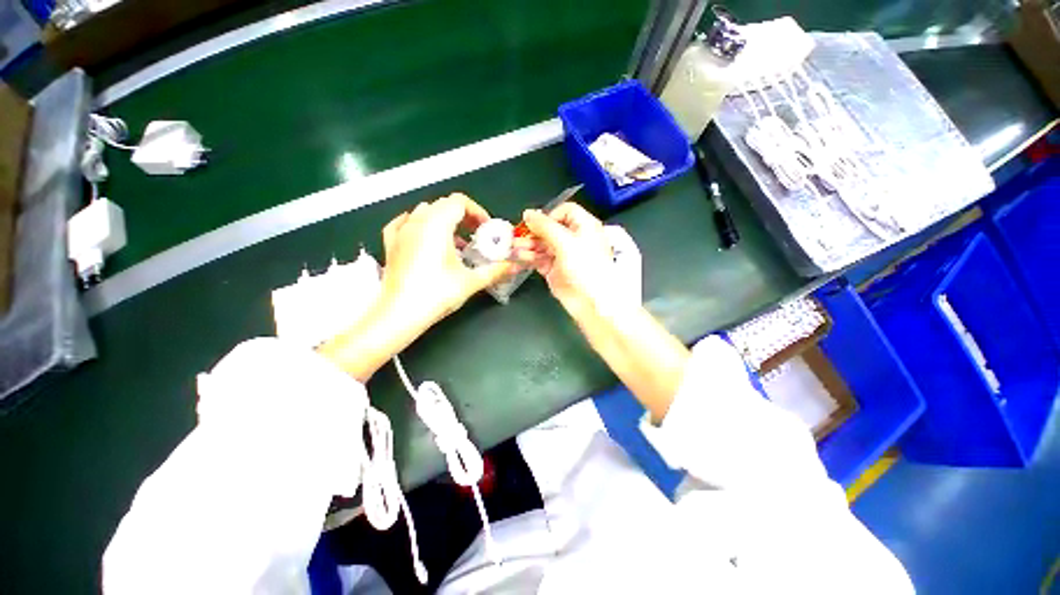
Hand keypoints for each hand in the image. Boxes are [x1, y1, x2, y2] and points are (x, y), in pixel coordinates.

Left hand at [378, 193, 512, 332]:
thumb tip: (515, 266)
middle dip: (463, 217)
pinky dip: (419, 225)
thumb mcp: (471, 281)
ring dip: (443, 221)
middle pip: (443, 205)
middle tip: (476, 236)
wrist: (400, 314)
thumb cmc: (437, 293)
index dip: (477, 211)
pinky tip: (424, 237)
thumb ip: (496, 270)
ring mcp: (401, 232)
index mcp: (437, 224)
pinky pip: (404, 223)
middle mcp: (417, 221)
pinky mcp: (391, 244)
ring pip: (424, 212)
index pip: (459, 202)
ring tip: (455, 243)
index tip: (486, 229)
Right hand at [517, 204, 616, 316]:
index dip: (549, 215)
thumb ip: (545, 226)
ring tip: (514, 248)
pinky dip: (529, 258)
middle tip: (518, 235)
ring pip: (542, 245)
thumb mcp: (565, 242)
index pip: (565, 211)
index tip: (535, 223)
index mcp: (584, 227)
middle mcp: (574, 239)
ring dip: (528, 245)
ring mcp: (564, 255)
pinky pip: (539, 260)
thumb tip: (528, 213)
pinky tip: (519, 258)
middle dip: (533, 232)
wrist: (590, 301)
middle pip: (550, 228)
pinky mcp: (555, 270)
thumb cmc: (585, 268)